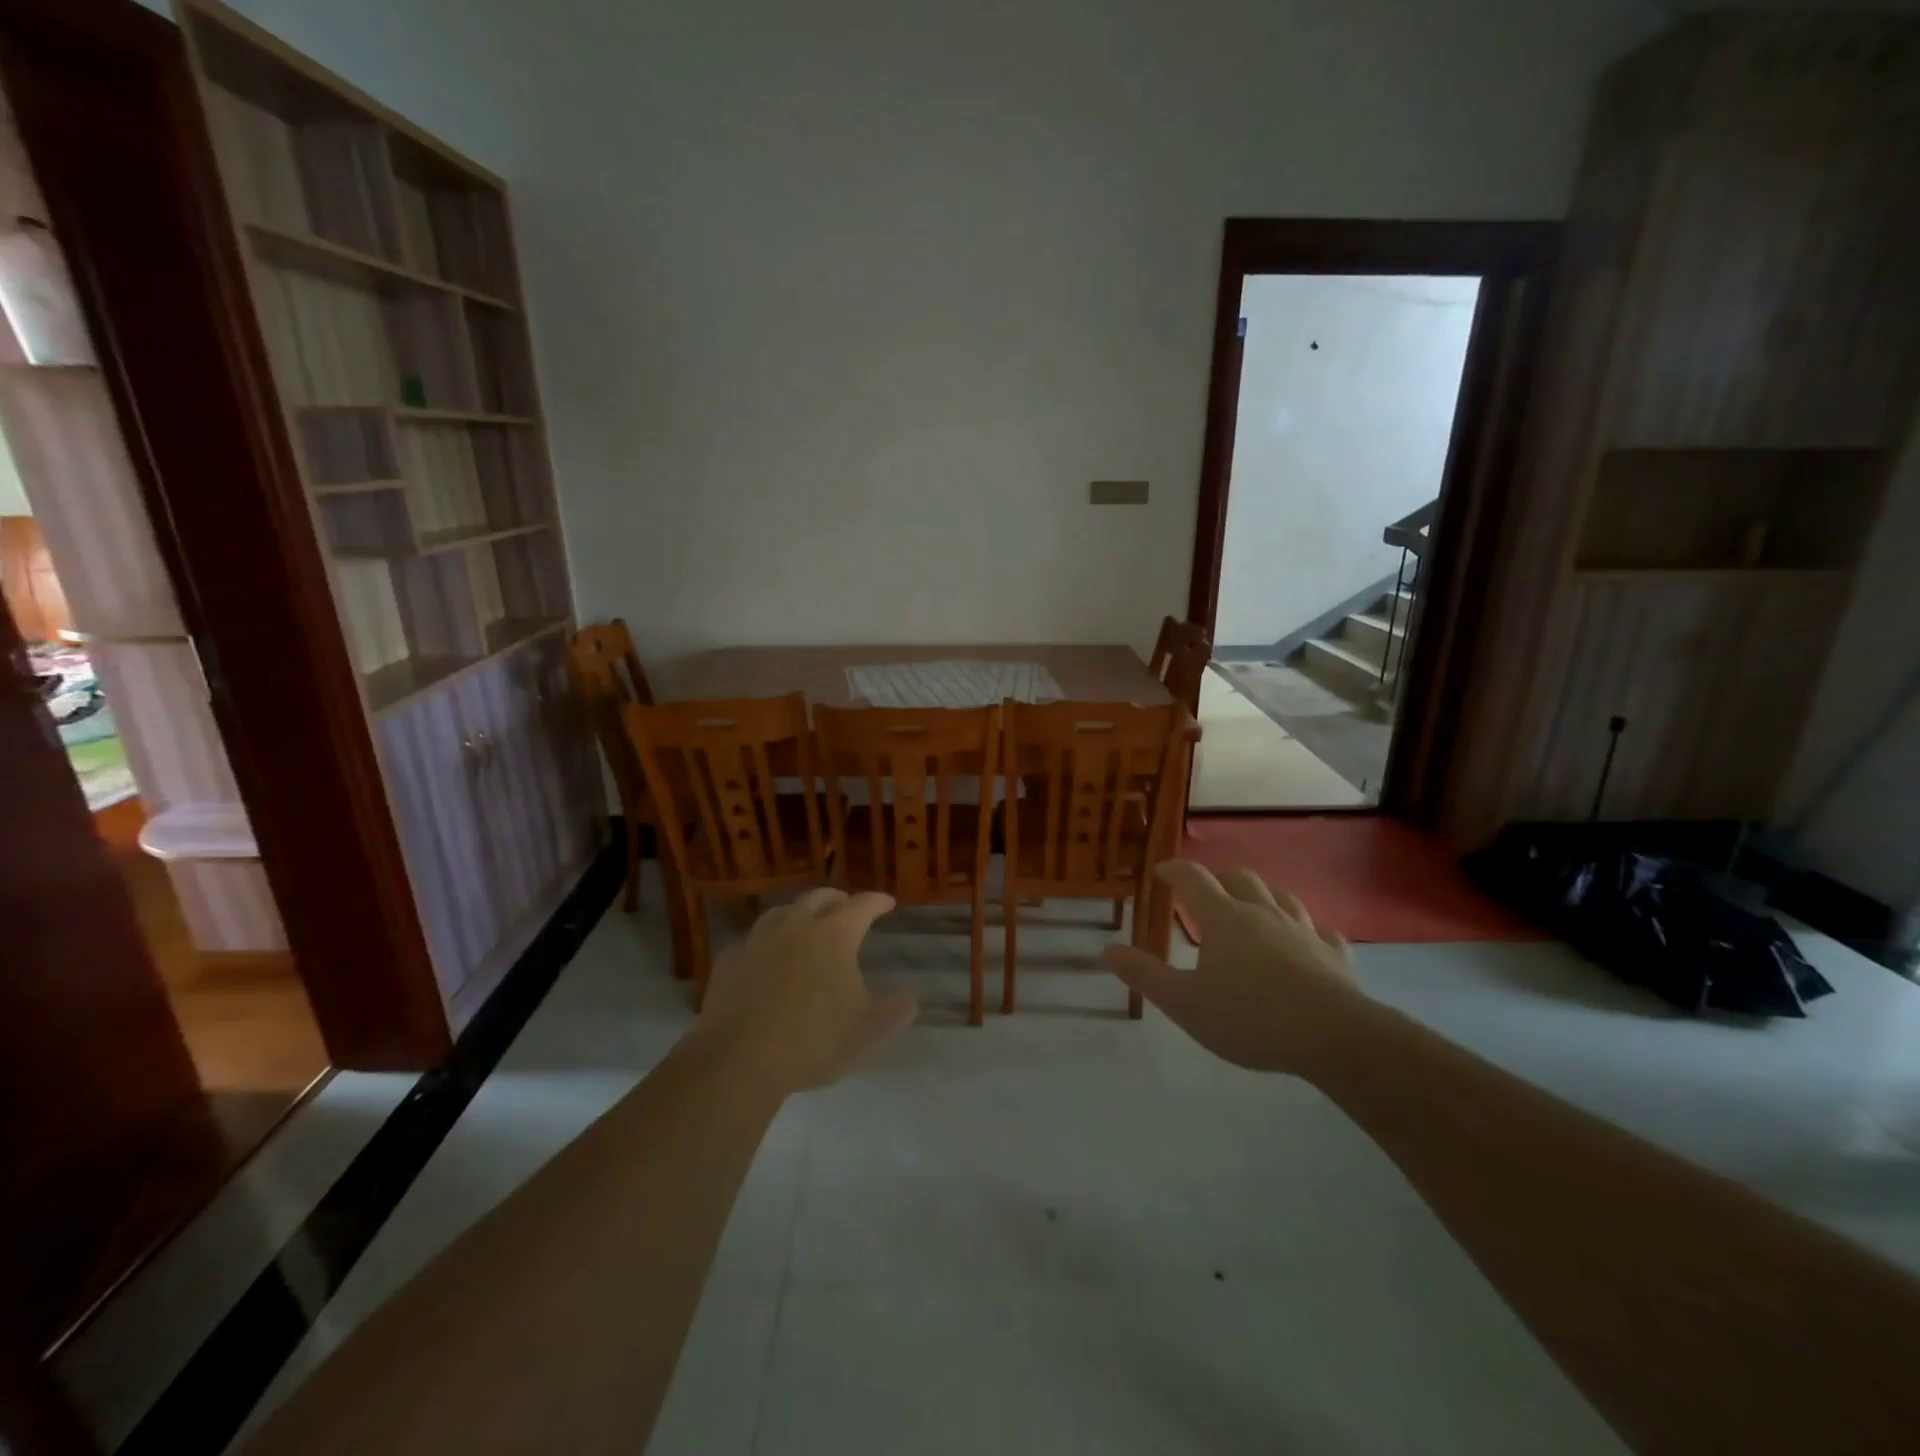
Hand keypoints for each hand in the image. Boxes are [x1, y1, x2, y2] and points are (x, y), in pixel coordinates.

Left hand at [702, 888, 918, 1091]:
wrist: (738, 1060)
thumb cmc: (813, 1040)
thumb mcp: (868, 1030)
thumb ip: (895, 1010)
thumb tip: (910, 998)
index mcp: (834, 934)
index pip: (862, 905)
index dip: (877, 902)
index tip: (887, 903)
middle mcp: (796, 926)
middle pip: (819, 898)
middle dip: (838, 899)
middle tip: (847, 907)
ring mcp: (757, 940)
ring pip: (782, 912)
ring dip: (800, 913)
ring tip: (805, 923)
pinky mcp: (729, 961)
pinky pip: (752, 941)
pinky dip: (766, 942)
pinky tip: (766, 956)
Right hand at [1103, 861, 1364, 1074]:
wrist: (1335, 1037)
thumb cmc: (1250, 1017)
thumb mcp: (1185, 1003)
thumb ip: (1145, 975)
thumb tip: (1108, 950)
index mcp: (1224, 918)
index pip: (1193, 879)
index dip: (1175, 870)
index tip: (1162, 870)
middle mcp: (1263, 913)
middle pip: (1240, 879)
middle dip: (1219, 878)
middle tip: (1206, 889)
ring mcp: (1303, 931)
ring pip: (1282, 897)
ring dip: (1263, 895)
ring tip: (1254, 905)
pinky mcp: (1335, 955)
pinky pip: (1322, 931)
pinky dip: (1308, 930)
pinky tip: (1308, 939)